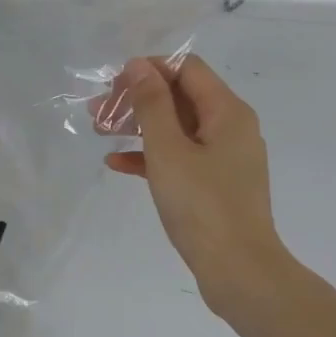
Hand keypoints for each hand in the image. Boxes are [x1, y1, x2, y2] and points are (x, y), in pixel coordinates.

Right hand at [99, 56, 288, 316]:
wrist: (238, 270)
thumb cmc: (202, 205)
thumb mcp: (168, 150)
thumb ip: (152, 104)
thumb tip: (138, 66)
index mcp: (227, 112)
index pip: (186, 69)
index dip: (148, 70)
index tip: (113, 87)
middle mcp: (231, 127)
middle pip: (179, 97)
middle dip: (137, 100)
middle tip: (97, 112)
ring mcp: (224, 158)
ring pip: (176, 128)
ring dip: (138, 126)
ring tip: (100, 132)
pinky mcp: (215, 184)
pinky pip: (179, 157)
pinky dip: (150, 156)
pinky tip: (117, 164)